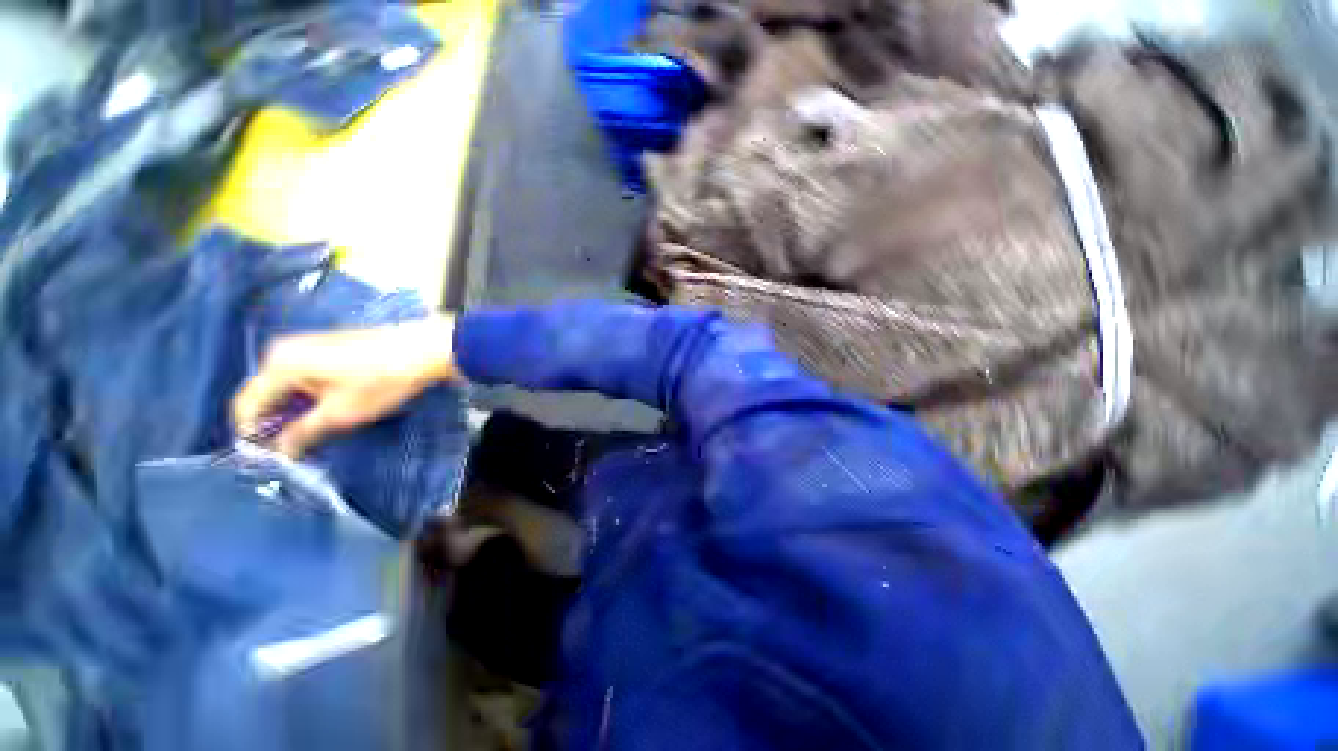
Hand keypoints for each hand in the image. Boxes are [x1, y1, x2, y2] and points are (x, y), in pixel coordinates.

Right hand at [232, 313, 458, 456]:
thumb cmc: (382, 379)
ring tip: (314, 432)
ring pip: (285, 387)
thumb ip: (302, 433)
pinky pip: (303, 377)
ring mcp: (306, 345)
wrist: (425, 348)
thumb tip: (280, 453)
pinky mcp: (326, 347)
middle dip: (275, 423)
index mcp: (279, 364)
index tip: (266, 458)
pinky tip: (328, 411)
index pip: (245, 404)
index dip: (251, 434)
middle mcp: (284, 350)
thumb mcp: (341, 413)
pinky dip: (309, 397)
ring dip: (294, 411)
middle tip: (294, 448)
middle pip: (265, 395)